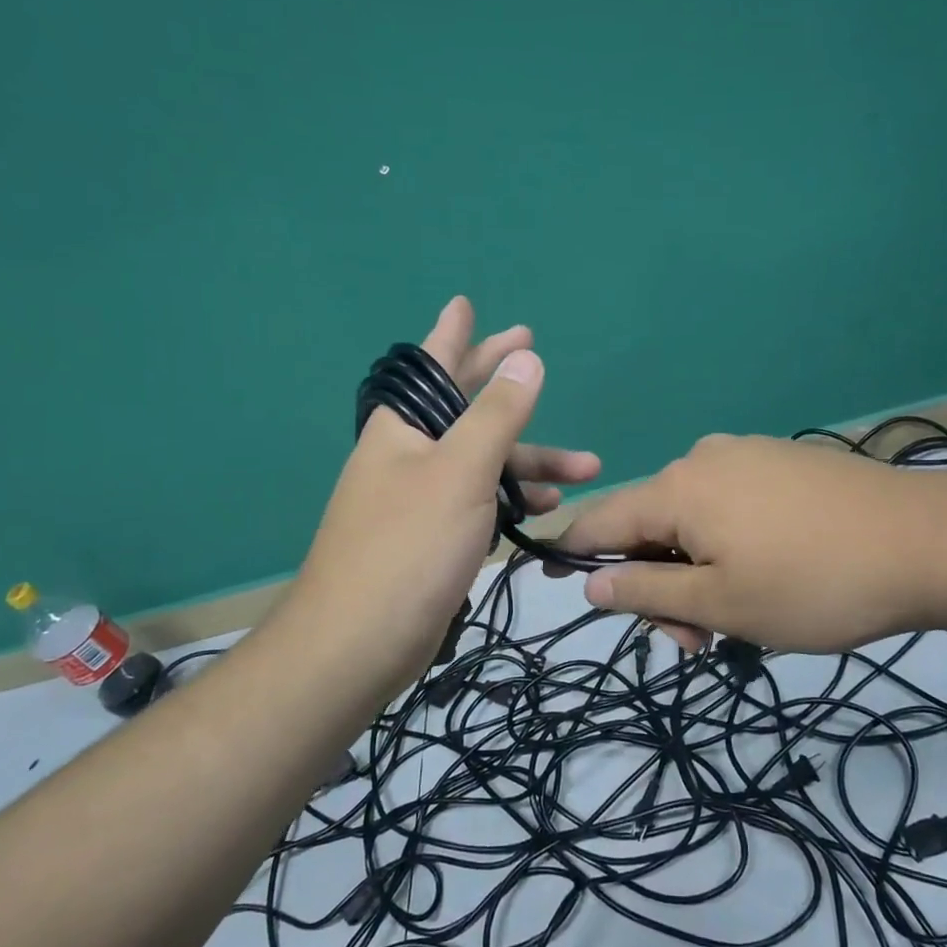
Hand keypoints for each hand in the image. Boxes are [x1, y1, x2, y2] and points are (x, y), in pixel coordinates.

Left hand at [275, 297, 600, 687]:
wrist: (360, 642)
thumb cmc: (409, 545)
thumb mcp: (461, 470)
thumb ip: (497, 414)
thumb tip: (526, 358)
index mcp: (404, 427)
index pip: (432, 365)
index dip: (454, 334)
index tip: (467, 304)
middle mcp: (410, 454)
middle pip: (464, 407)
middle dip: (505, 385)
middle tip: (533, 350)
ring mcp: (422, 496)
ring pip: (484, 461)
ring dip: (532, 460)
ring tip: (587, 467)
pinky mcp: (435, 536)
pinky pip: (482, 500)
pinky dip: (514, 498)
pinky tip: (547, 507)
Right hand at [555, 434, 946, 653]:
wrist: (929, 542)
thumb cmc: (814, 583)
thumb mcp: (722, 604)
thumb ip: (648, 593)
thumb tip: (592, 583)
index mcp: (678, 488)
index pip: (602, 519)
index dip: (574, 552)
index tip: (554, 580)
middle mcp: (704, 458)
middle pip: (652, 524)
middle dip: (659, 584)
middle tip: (696, 642)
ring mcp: (748, 455)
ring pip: (695, 519)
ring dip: (697, 571)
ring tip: (739, 619)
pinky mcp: (784, 463)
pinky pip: (731, 505)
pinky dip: (728, 546)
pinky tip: (765, 576)